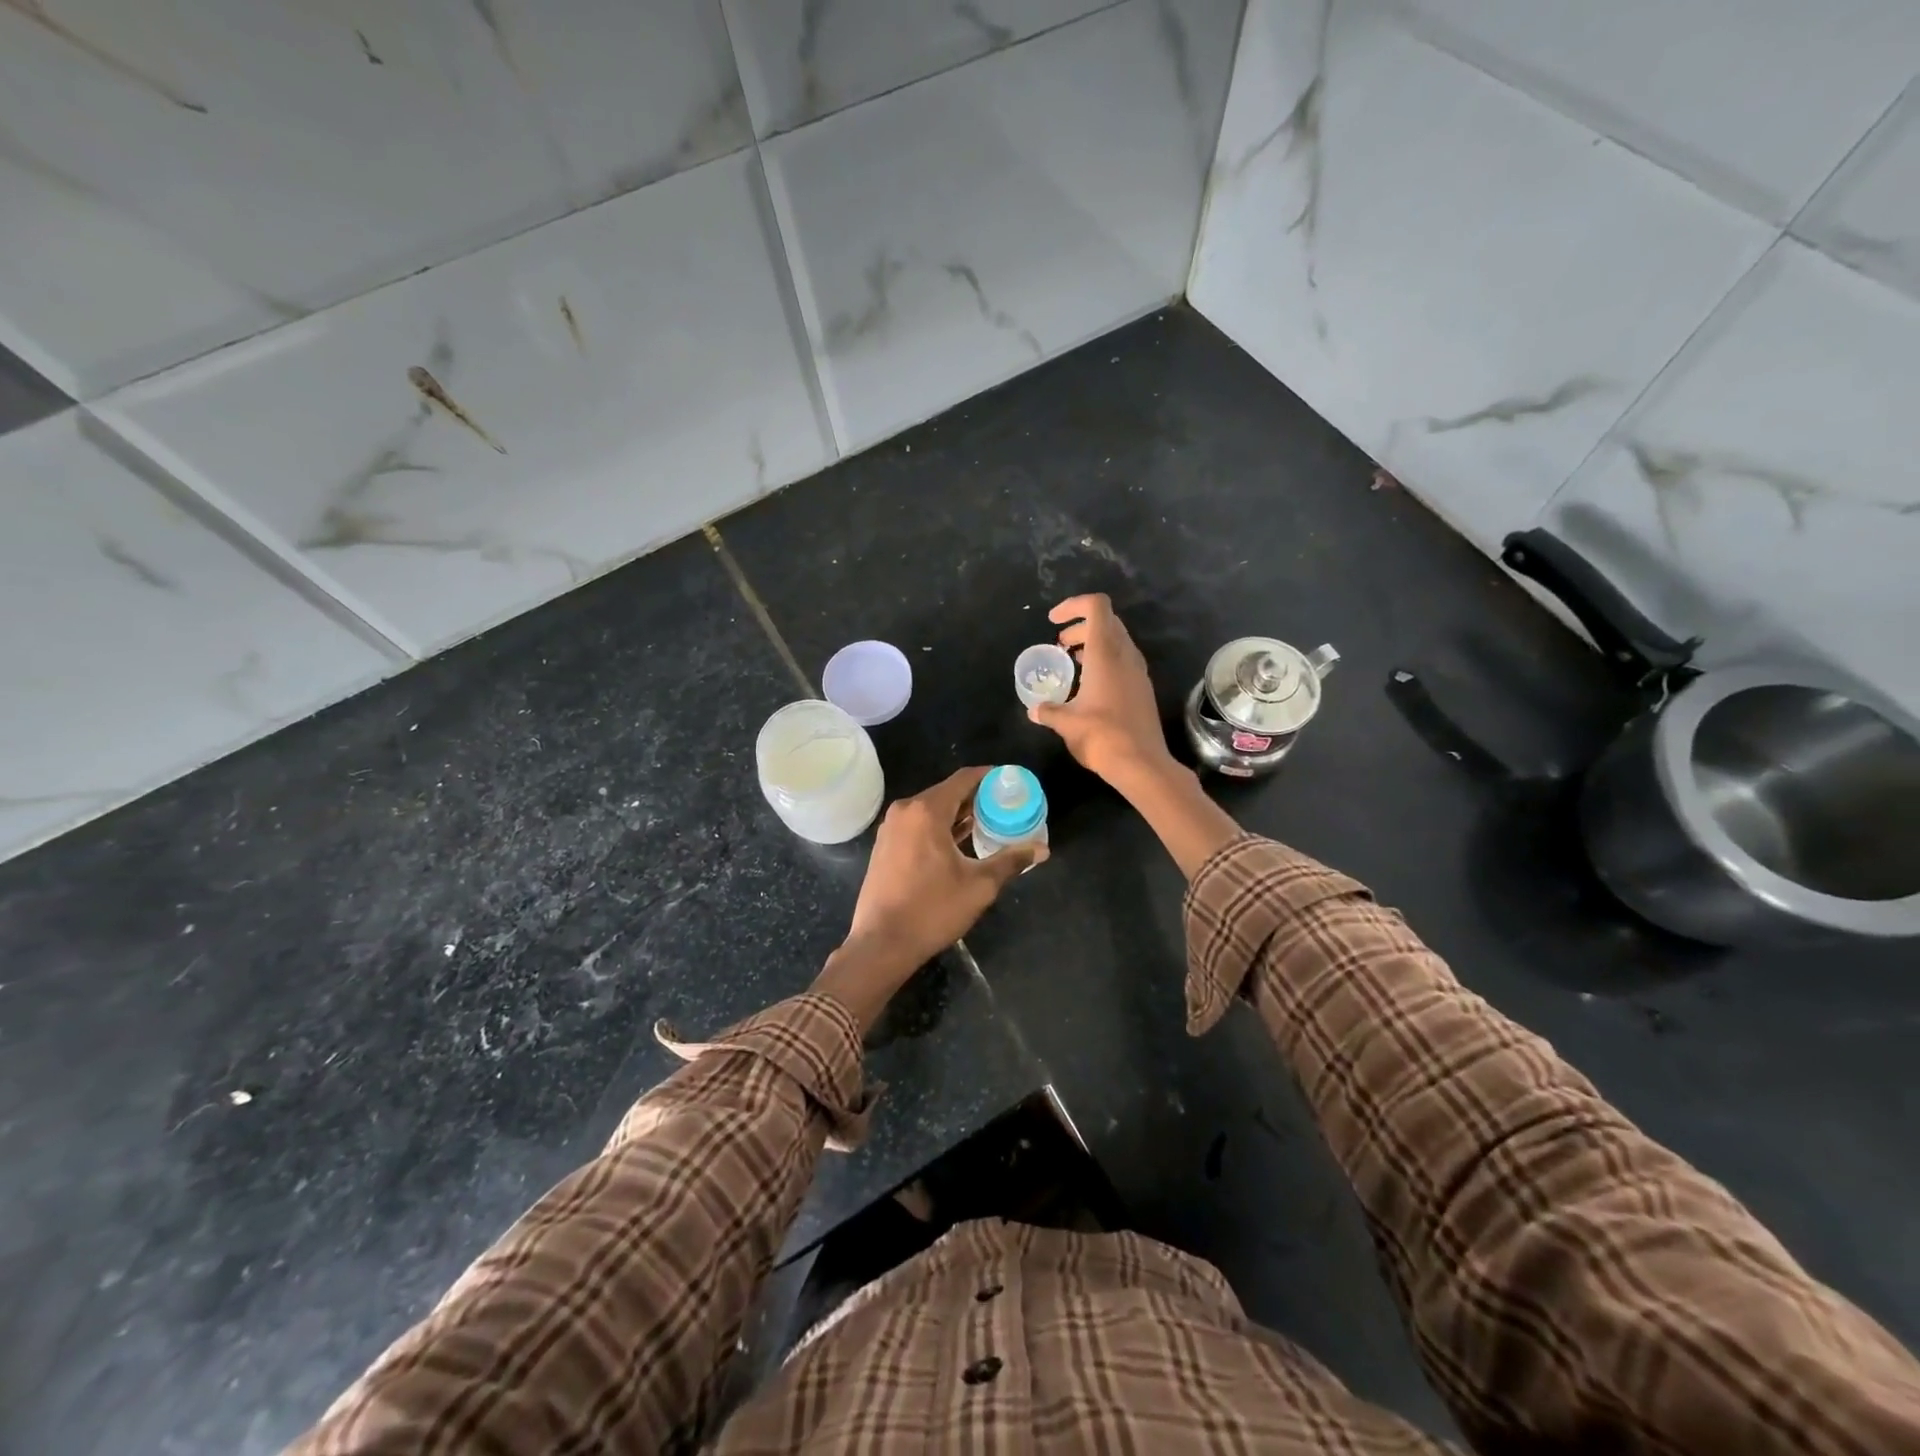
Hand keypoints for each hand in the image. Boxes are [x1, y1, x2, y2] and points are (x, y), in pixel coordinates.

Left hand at [814, 767, 1044, 1028]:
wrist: (882, 943)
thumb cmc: (932, 910)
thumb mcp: (979, 886)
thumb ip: (1011, 861)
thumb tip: (1042, 849)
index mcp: (926, 811)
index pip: (963, 779)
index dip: (989, 776)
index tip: (1010, 781)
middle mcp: (905, 811)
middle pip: (946, 792)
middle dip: (976, 797)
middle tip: (1004, 806)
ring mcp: (890, 828)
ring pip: (930, 809)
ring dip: (957, 813)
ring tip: (987, 823)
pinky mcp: (884, 846)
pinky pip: (917, 824)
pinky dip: (939, 826)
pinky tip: (958, 842)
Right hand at [1030, 594, 1175, 788]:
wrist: (1141, 764)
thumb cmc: (1101, 736)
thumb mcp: (1066, 723)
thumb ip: (1048, 711)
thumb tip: (1034, 710)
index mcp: (1106, 653)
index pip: (1096, 606)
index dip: (1073, 605)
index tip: (1053, 621)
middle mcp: (1125, 655)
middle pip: (1106, 621)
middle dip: (1081, 626)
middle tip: (1061, 645)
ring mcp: (1138, 671)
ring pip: (1117, 641)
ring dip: (1094, 644)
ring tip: (1073, 663)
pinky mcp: (1143, 688)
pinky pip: (1123, 660)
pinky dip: (1105, 661)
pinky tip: (1090, 685)